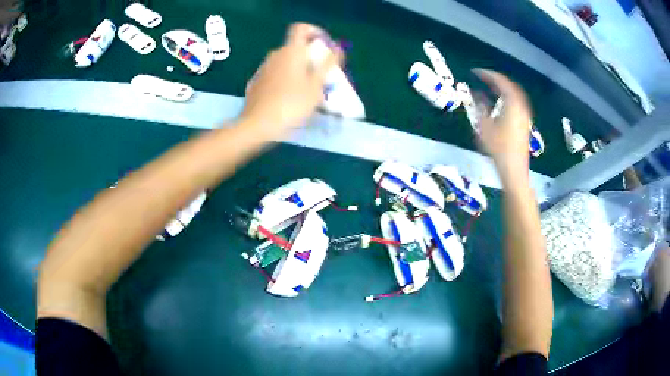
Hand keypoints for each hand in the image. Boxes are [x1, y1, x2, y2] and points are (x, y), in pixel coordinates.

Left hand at [240, 23, 341, 136]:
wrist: (257, 126)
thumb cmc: (291, 105)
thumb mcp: (316, 87)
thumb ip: (328, 64)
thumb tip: (337, 48)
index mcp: (290, 51)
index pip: (301, 28)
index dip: (315, 32)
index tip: (325, 47)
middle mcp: (275, 55)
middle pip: (295, 47)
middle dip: (310, 56)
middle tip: (321, 75)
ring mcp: (263, 68)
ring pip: (285, 62)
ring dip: (298, 69)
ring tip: (307, 91)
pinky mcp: (256, 82)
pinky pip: (275, 74)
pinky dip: (285, 79)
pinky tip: (289, 99)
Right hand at [473, 69, 532, 184]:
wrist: (514, 171)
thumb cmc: (498, 149)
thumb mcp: (484, 127)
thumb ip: (480, 107)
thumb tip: (476, 94)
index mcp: (512, 104)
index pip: (501, 82)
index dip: (488, 74)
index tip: (475, 72)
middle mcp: (521, 107)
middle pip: (511, 86)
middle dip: (497, 79)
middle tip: (484, 77)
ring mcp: (525, 116)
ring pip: (516, 95)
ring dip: (504, 88)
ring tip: (491, 87)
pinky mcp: (524, 124)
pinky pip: (517, 103)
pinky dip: (508, 97)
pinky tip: (501, 102)